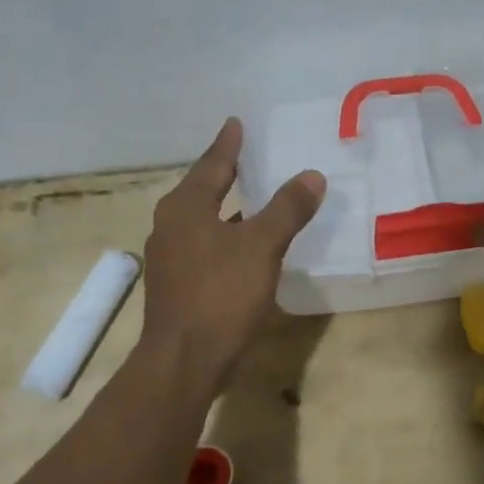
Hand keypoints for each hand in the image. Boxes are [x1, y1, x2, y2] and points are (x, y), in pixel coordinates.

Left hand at [140, 117, 325, 386]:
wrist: (184, 361)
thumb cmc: (220, 294)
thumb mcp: (261, 246)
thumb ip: (287, 208)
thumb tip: (312, 175)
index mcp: (185, 207)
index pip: (212, 163)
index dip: (229, 143)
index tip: (236, 122)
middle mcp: (171, 225)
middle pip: (203, 188)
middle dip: (225, 172)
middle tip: (250, 154)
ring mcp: (171, 257)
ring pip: (204, 219)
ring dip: (228, 206)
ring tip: (255, 195)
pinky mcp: (178, 284)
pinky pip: (206, 245)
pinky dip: (227, 235)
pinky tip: (247, 244)